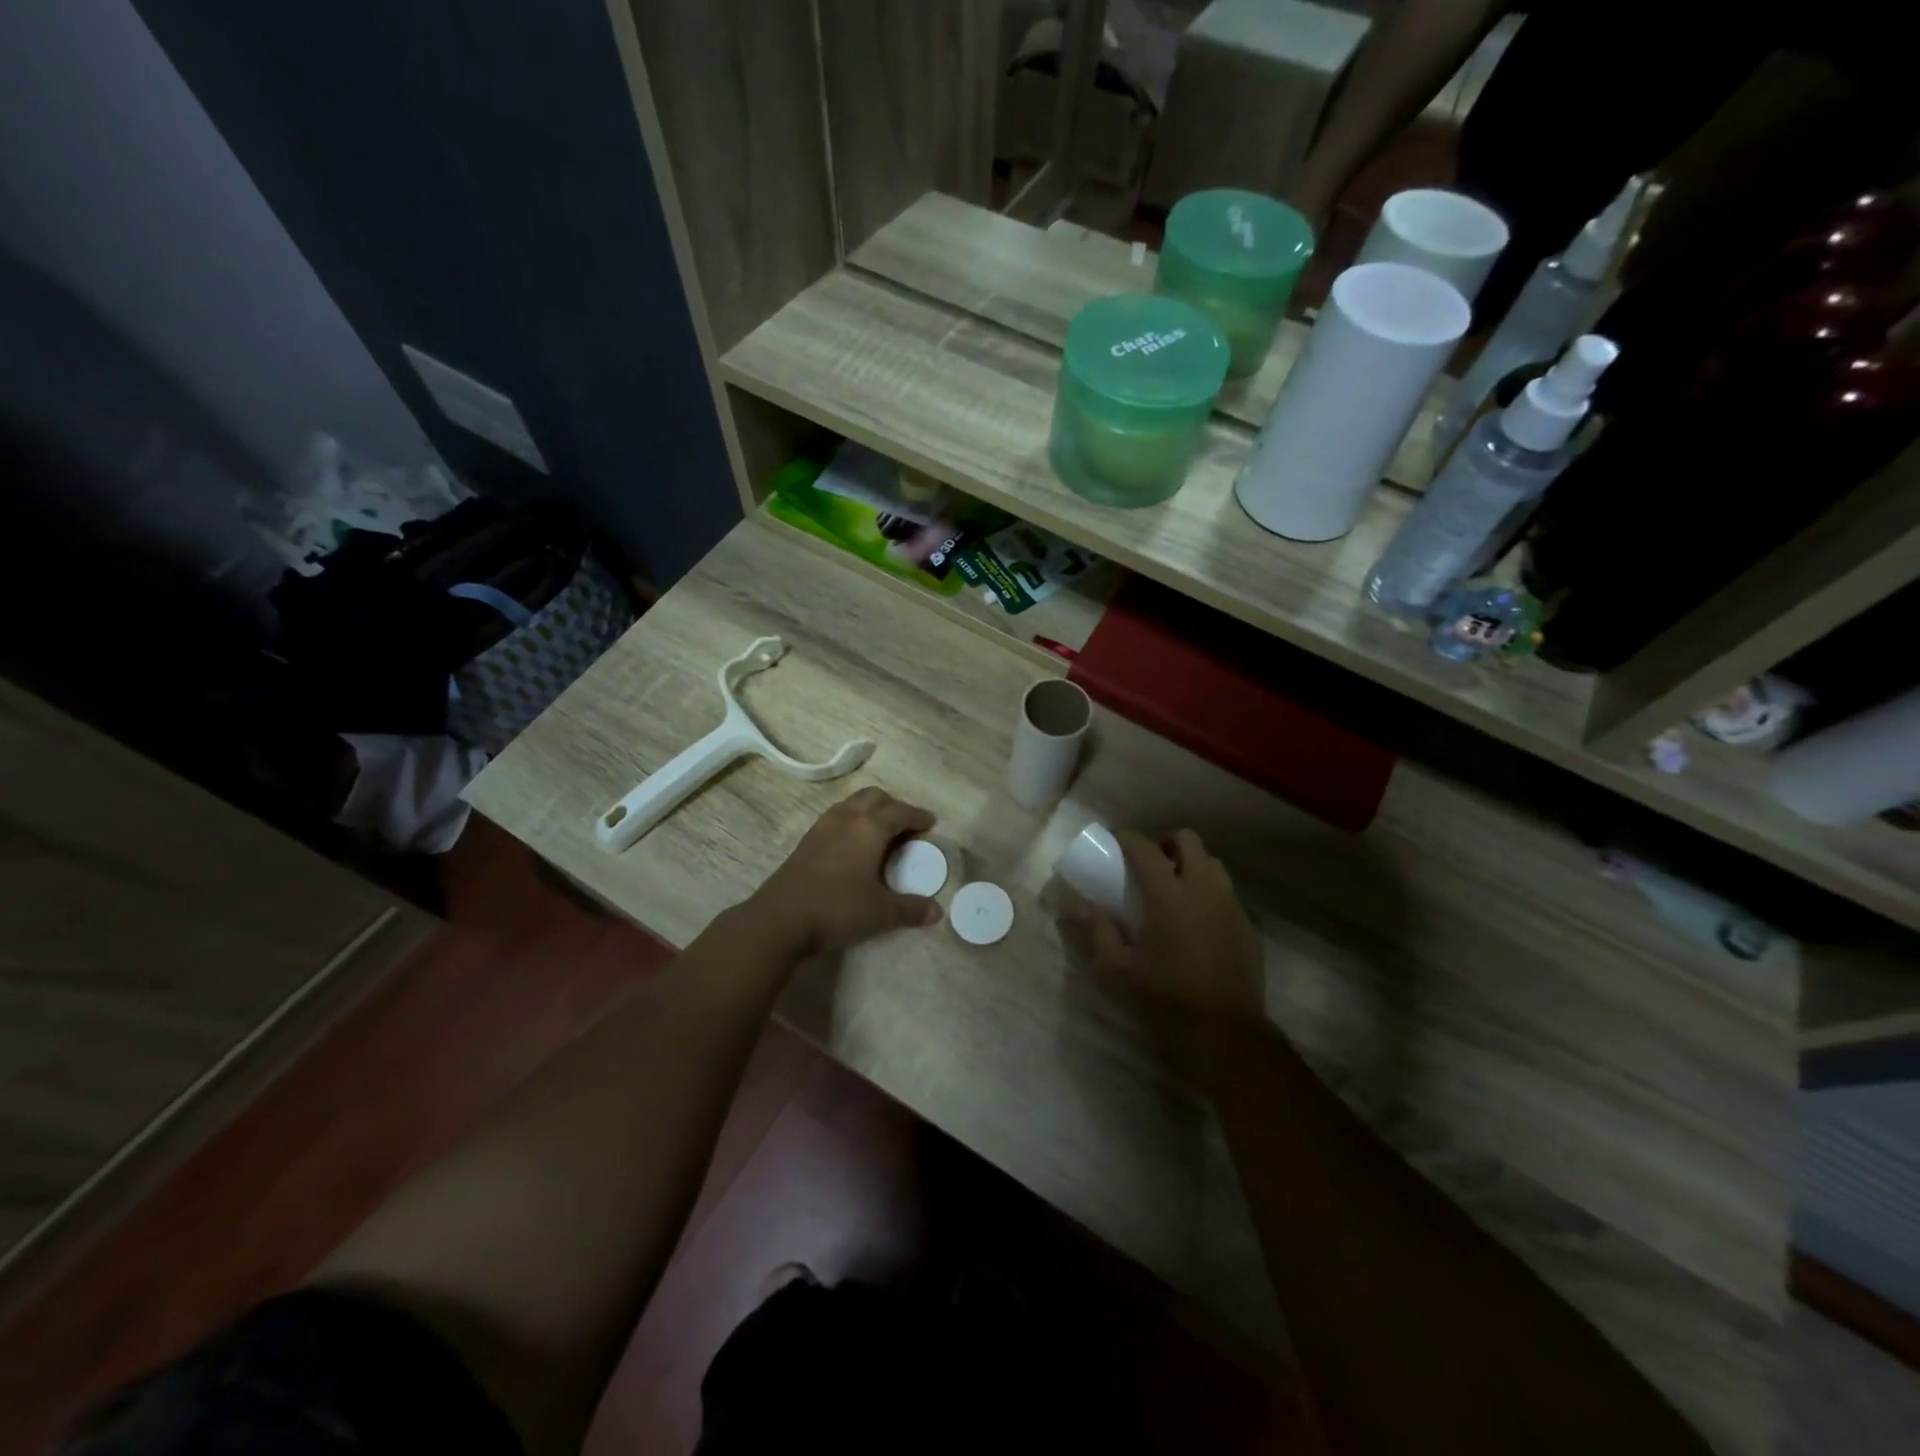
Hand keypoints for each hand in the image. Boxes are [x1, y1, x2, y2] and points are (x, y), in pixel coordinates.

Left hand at [751, 788, 942, 955]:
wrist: (780, 919)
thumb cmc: (837, 908)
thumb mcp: (881, 912)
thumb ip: (911, 909)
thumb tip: (937, 911)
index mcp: (869, 827)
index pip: (900, 812)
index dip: (918, 816)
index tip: (930, 823)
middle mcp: (846, 818)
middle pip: (874, 798)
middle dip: (893, 806)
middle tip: (906, 826)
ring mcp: (822, 827)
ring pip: (852, 805)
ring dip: (870, 812)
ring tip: (881, 834)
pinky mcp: (806, 841)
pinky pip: (837, 818)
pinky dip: (852, 823)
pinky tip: (853, 847)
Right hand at [1082, 830, 1264, 1027]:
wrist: (1227, 1036)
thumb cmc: (1166, 1000)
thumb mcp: (1117, 971)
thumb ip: (1097, 932)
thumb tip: (1080, 906)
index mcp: (1169, 894)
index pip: (1144, 847)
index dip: (1126, 837)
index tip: (1113, 840)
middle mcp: (1203, 889)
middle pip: (1188, 841)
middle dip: (1165, 842)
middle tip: (1148, 864)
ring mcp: (1231, 907)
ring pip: (1213, 864)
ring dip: (1191, 865)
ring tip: (1174, 889)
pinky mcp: (1248, 928)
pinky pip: (1227, 894)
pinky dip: (1208, 893)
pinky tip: (1197, 922)